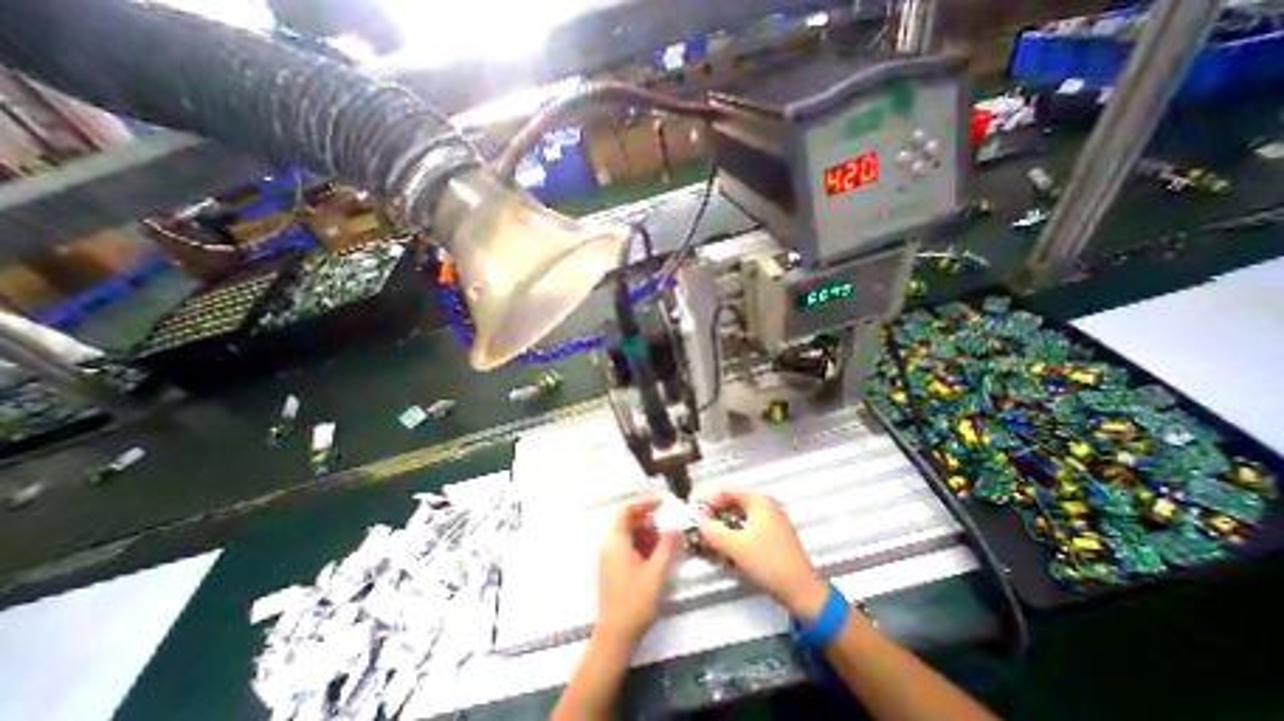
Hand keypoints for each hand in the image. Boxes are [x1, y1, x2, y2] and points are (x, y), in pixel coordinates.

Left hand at [597, 498, 687, 643]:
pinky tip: (655, 557)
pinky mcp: (613, 568)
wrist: (615, 636)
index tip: (662, 504)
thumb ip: (667, 547)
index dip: (644, 503)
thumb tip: (677, 527)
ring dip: (647, 534)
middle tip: (666, 530)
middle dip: (648, 522)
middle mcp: (609, 545)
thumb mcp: (656, 572)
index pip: (626, 510)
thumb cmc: (634, 602)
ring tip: (663, 545)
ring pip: (629, 534)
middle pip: (628, 521)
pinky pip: (628, 546)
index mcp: (615, 541)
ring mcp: (610, 557)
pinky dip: (642, 546)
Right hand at [698, 491, 827, 618]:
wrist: (802, 592)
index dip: (711, 503)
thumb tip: (700, 522)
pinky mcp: (778, 537)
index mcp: (759, 501)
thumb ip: (713, 531)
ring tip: (717, 543)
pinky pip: (752, 528)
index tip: (701, 518)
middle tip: (706, 531)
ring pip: (743, 518)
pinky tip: (733, 551)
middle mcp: (768, 506)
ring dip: (727, 528)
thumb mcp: (735, 546)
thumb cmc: (769, 563)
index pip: (728, 492)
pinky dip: (739, 535)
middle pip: (735, 504)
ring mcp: (775, 521)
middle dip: (718, 517)